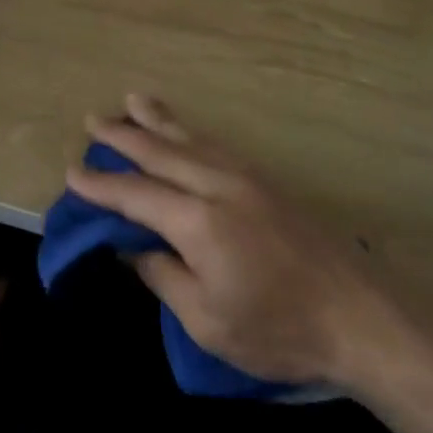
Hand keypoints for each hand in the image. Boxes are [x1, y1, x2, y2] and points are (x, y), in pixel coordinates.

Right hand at [66, 95, 399, 389]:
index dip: (101, 185)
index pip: (136, 195)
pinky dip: (191, 134)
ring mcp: (248, 179)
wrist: (360, 319)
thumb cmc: (278, 331)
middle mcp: (219, 186)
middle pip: (161, 152)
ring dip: (159, 121)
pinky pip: (217, 146)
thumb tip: (134, 247)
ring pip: (192, 140)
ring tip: (133, 101)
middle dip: (124, 136)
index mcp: (199, 222)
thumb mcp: (207, 320)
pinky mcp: (269, 183)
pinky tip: (185, 132)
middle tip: (92, 119)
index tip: (72, 172)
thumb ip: (164, 275)